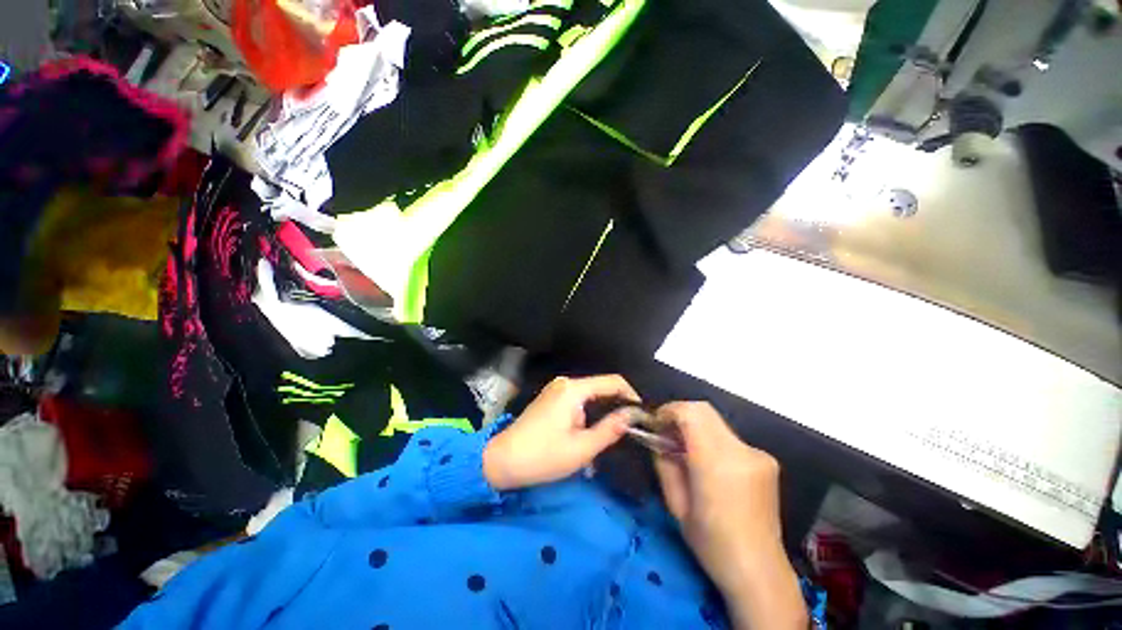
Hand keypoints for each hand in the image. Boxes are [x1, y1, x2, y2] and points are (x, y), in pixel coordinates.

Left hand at [482, 375, 638, 490]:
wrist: (502, 460)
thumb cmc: (543, 456)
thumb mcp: (582, 448)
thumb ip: (610, 429)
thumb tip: (632, 415)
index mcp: (573, 389)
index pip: (612, 381)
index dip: (631, 395)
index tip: (642, 415)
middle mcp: (565, 382)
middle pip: (601, 387)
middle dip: (617, 404)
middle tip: (631, 428)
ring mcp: (557, 389)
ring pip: (590, 394)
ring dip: (603, 410)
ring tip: (615, 431)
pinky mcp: (552, 397)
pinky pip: (579, 399)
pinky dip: (590, 411)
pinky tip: (593, 429)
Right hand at [653, 402, 805, 629]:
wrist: (760, 572)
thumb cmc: (711, 543)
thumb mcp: (675, 504)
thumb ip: (664, 463)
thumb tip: (658, 438)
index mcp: (718, 463)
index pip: (691, 412)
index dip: (669, 410)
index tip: (656, 424)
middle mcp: (742, 451)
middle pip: (704, 411)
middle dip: (680, 416)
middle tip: (666, 436)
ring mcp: (759, 454)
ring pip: (716, 424)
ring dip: (696, 430)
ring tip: (686, 454)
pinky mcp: (767, 460)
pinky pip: (730, 439)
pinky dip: (713, 442)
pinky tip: (711, 467)